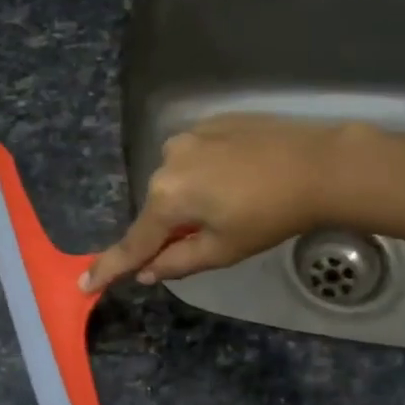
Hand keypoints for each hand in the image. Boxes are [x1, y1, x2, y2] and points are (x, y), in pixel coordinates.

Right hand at [84, 115, 351, 289]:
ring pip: (177, 180)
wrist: (319, 164)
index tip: (85, 283)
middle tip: (210, 235)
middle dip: (171, 226)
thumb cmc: (270, 216)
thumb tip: (146, 272)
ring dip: (191, 196)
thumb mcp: (223, 250)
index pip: (134, 243)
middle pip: (158, 208)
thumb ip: (177, 262)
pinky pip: (196, 155)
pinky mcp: (211, 121)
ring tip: (233, 202)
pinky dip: (207, 171)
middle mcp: (167, 161)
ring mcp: (188, 136)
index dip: (111, 267)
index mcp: (166, 198)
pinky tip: (239, 176)